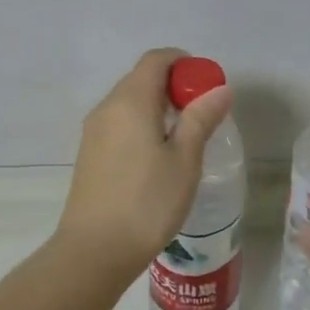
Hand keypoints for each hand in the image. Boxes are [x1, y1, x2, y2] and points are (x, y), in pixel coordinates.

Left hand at [56, 48, 234, 274]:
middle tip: (202, 112)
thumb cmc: (147, 202)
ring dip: (157, 105)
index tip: (206, 83)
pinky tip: (158, 154)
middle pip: (141, 78)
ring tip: (184, 135)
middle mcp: (107, 107)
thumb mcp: (184, 160)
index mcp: (130, 101)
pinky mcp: (89, 153)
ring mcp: (94, 131)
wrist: (94, 250)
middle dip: (173, 85)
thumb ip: (201, 119)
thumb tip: (219, 88)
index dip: (183, 62)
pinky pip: (119, 122)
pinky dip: (141, 123)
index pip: (156, 59)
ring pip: (129, 101)